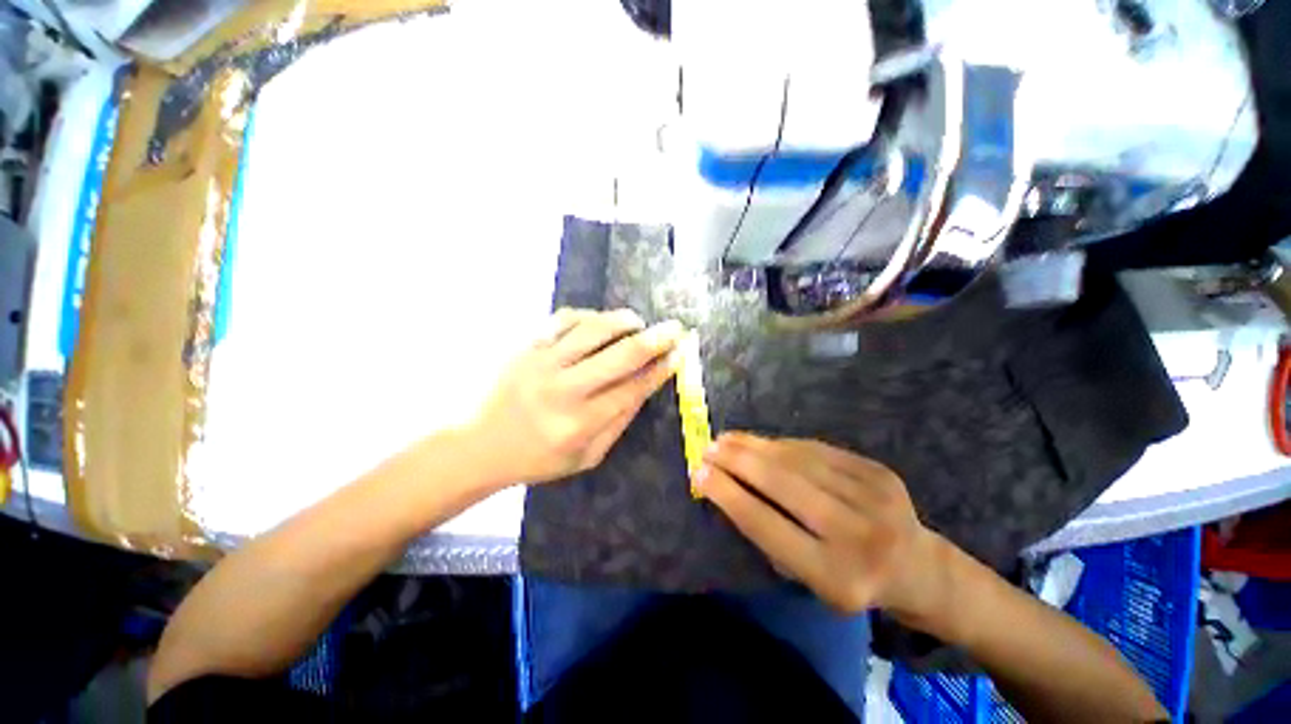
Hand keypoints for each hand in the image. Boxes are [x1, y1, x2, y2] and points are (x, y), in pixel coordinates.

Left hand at [468, 308, 685, 486]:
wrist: (479, 445)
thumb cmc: (537, 458)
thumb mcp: (586, 457)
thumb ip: (618, 423)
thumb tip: (644, 387)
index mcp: (580, 424)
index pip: (632, 389)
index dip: (660, 370)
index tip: (679, 354)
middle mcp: (564, 390)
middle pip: (620, 355)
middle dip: (654, 339)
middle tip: (674, 327)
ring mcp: (542, 364)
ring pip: (593, 330)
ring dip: (623, 321)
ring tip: (638, 321)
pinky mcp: (526, 347)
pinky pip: (563, 319)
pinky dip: (588, 316)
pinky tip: (599, 321)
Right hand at [695, 433, 942, 616]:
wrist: (919, 568)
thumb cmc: (851, 579)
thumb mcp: (808, 579)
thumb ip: (770, 535)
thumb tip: (728, 486)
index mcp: (835, 577)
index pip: (767, 525)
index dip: (728, 494)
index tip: (698, 473)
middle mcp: (858, 535)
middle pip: (782, 483)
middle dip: (737, 460)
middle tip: (708, 447)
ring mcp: (874, 497)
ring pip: (798, 459)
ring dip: (755, 446)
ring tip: (727, 439)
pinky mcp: (879, 471)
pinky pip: (817, 450)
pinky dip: (783, 444)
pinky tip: (762, 442)